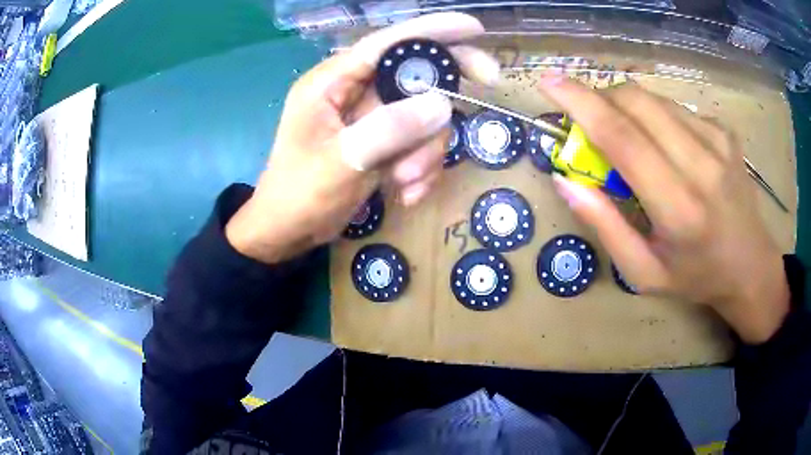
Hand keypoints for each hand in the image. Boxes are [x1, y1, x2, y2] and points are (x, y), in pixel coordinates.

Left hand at [225, 13, 499, 264]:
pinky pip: (417, 143)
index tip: (474, 29)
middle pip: (414, 72)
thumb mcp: (341, 162)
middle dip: (447, 85)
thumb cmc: (299, 195)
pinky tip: (406, 193)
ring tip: (406, 181)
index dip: (432, 31)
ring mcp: (371, 118)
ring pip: (423, 115)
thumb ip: (388, 130)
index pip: (387, 43)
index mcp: (332, 82)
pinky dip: (421, 168)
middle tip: (489, 83)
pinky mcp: (382, 142)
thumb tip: (441, 103)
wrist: (289, 231)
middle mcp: (354, 92)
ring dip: (426, 150)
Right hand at [539, 76, 789, 343]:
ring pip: (655, 99)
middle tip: (590, 121)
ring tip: (630, 138)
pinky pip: (676, 108)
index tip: (549, 82)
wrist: (751, 266)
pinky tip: (666, 145)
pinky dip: (656, 116)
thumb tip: (564, 180)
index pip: (623, 137)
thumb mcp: (643, 273)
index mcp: (678, 208)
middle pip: (636, 102)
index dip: (581, 104)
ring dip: (628, 107)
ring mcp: (718, 141)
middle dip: (601, 99)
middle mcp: (701, 164)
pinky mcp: (724, 131)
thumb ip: (605, 226)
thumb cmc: (696, 276)